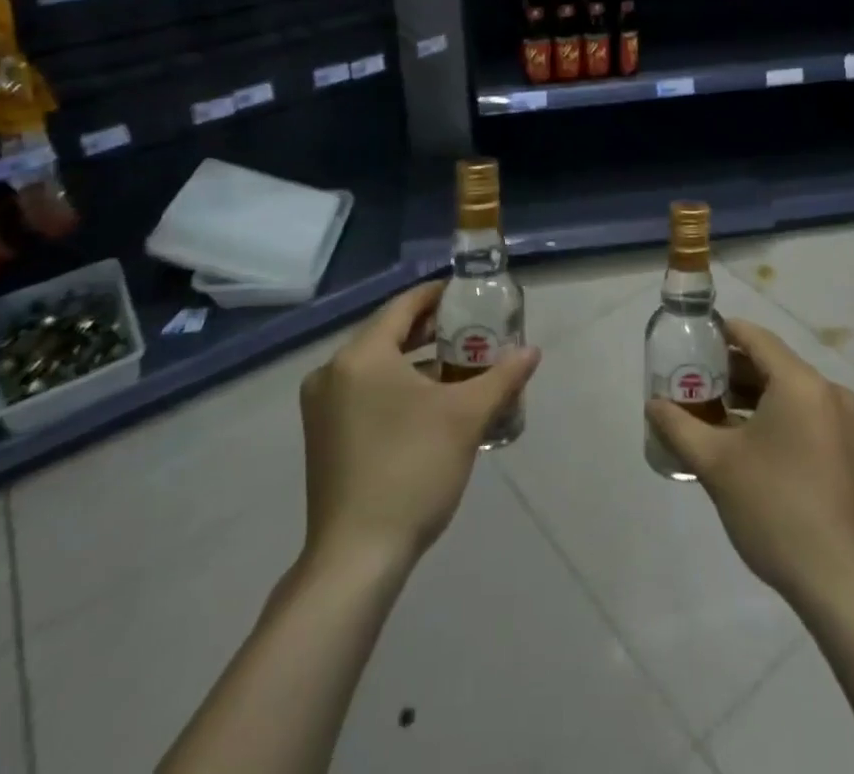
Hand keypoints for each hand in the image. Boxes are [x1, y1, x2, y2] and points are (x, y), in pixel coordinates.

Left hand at [300, 280, 540, 570]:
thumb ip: (502, 376)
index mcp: (361, 356)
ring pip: (377, 364)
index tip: (470, 294)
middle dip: (432, 330)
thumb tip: (532, 351)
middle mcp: (332, 371)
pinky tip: (428, 402)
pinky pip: (364, 390)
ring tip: (460, 365)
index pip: (404, 306)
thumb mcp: (466, 417)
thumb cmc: (412, 470)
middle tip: (473, 330)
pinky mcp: (323, 434)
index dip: (439, 295)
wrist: (356, 558)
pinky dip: (396, 385)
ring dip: (416, 360)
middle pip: (389, 333)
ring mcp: (321, 405)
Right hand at [646, 318, 853, 610]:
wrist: (839, 581)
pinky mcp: (845, 447)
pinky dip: (770, 414)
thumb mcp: (716, 464)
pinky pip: (800, 412)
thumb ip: (679, 426)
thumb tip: (653, 405)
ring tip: (705, 410)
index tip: (688, 341)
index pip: (754, 337)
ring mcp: (841, 420)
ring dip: (747, 395)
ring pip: (785, 390)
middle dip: (727, 370)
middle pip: (769, 362)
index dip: (719, 333)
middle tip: (688, 380)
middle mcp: (827, 391)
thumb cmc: (775, 509)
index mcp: (800, 382)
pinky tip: (738, 438)